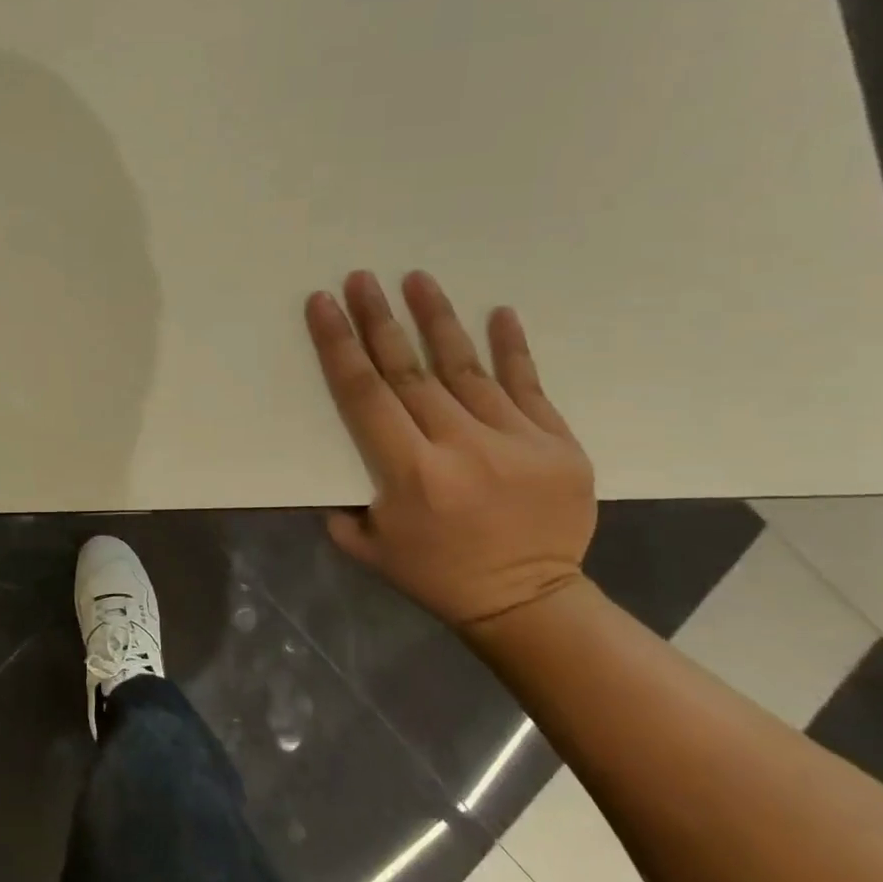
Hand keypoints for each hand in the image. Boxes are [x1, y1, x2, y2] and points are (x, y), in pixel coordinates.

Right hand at [305, 270, 594, 628]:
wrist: (531, 603)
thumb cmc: (438, 576)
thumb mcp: (368, 549)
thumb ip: (341, 506)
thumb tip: (332, 462)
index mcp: (411, 475)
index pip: (366, 395)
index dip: (341, 346)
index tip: (324, 305)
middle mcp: (461, 448)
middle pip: (411, 371)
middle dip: (379, 321)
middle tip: (361, 278)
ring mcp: (516, 441)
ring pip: (466, 368)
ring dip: (437, 320)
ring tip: (417, 279)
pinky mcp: (557, 444)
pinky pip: (528, 386)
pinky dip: (512, 348)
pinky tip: (498, 312)